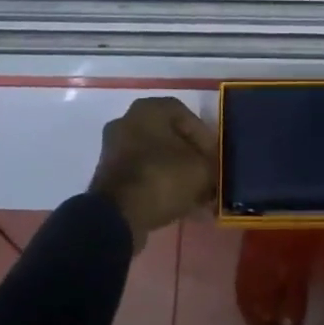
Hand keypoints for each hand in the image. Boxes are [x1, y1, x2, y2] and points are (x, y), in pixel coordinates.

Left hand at [89, 96, 217, 251]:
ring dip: (175, 173)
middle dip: (190, 158)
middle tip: (206, 177)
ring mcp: (114, 148)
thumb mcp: (201, 171)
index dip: (205, 138)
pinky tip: (176, 205)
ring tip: (194, 196)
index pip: (186, 116)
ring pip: (155, 157)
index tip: (215, 160)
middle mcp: (128, 120)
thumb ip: (212, 167)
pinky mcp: (108, 175)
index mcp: (149, 108)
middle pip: (169, 137)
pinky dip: (158, 185)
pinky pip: (141, 174)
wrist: (117, 216)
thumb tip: (213, 175)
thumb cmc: (161, 178)